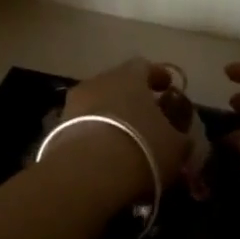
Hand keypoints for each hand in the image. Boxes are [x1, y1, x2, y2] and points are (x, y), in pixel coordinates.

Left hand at [44, 58, 194, 203]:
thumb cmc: (141, 147)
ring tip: (125, 140)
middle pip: (118, 83)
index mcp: (130, 75)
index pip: (145, 66)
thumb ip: (181, 136)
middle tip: (146, 118)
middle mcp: (99, 80)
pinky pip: (82, 125)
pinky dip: (95, 134)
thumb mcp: (176, 146)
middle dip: (132, 98)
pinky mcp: (58, 127)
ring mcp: (74, 102)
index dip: (158, 77)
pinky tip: (104, 155)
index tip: (168, 89)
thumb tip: (182, 136)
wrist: (88, 172)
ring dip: (111, 116)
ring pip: (98, 104)